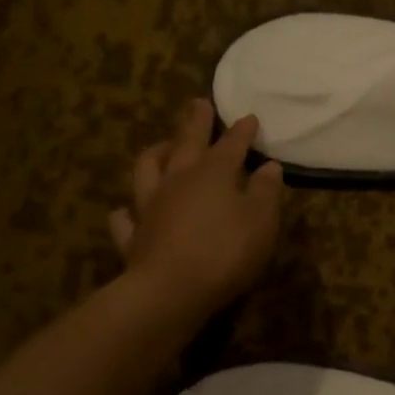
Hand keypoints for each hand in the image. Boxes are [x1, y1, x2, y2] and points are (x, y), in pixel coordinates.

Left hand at [110, 99, 284, 326]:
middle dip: (195, 123)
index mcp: (213, 174)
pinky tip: (125, 211)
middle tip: (198, 103)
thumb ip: (265, 192)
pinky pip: (125, 219)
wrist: (170, 290)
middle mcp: (178, 181)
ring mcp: (150, 207)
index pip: (230, 145)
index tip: (249, 117)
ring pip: (147, 170)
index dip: (241, 131)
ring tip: (161, 146)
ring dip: (156, 154)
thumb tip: (269, 166)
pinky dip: (126, 213)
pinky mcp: (134, 237)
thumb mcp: (261, 221)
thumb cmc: (226, 251)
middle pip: (186, 143)